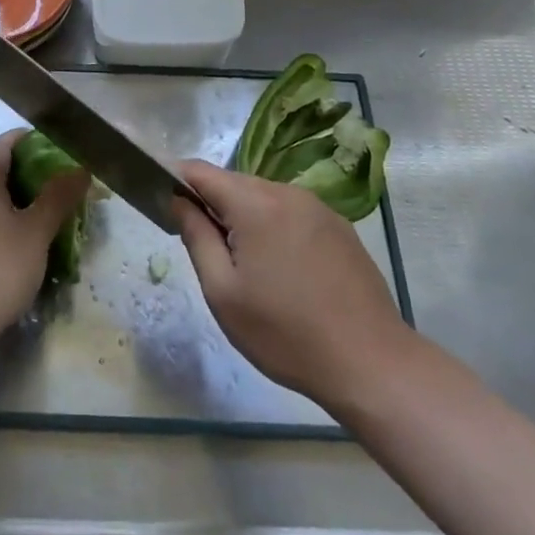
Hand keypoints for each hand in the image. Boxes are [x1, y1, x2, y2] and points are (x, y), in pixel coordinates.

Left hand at [0, 130, 87, 338]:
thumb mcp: (37, 230)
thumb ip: (59, 196)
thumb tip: (80, 169)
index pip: (5, 143)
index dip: (32, 140)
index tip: (59, 148)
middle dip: (24, 168)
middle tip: (55, 180)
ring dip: (14, 195)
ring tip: (44, 210)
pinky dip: (3, 217)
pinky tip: (21, 239)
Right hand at [175, 160, 416, 413]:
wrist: (371, 363)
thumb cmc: (285, 333)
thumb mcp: (223, 292)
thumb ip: (196, 236)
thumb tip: (178, 200)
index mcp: (255, 204)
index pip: (201, 171)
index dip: (176, 180)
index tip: (163, 204)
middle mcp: (287, 193)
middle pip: (234, 183)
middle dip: (212, 204)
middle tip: (204, 249)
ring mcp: (318, 208)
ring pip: (263, 197)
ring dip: (243, 217)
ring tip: (243, 265)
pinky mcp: (339, 226)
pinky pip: (290, 212)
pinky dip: (273, 226)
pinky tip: (280, 269)